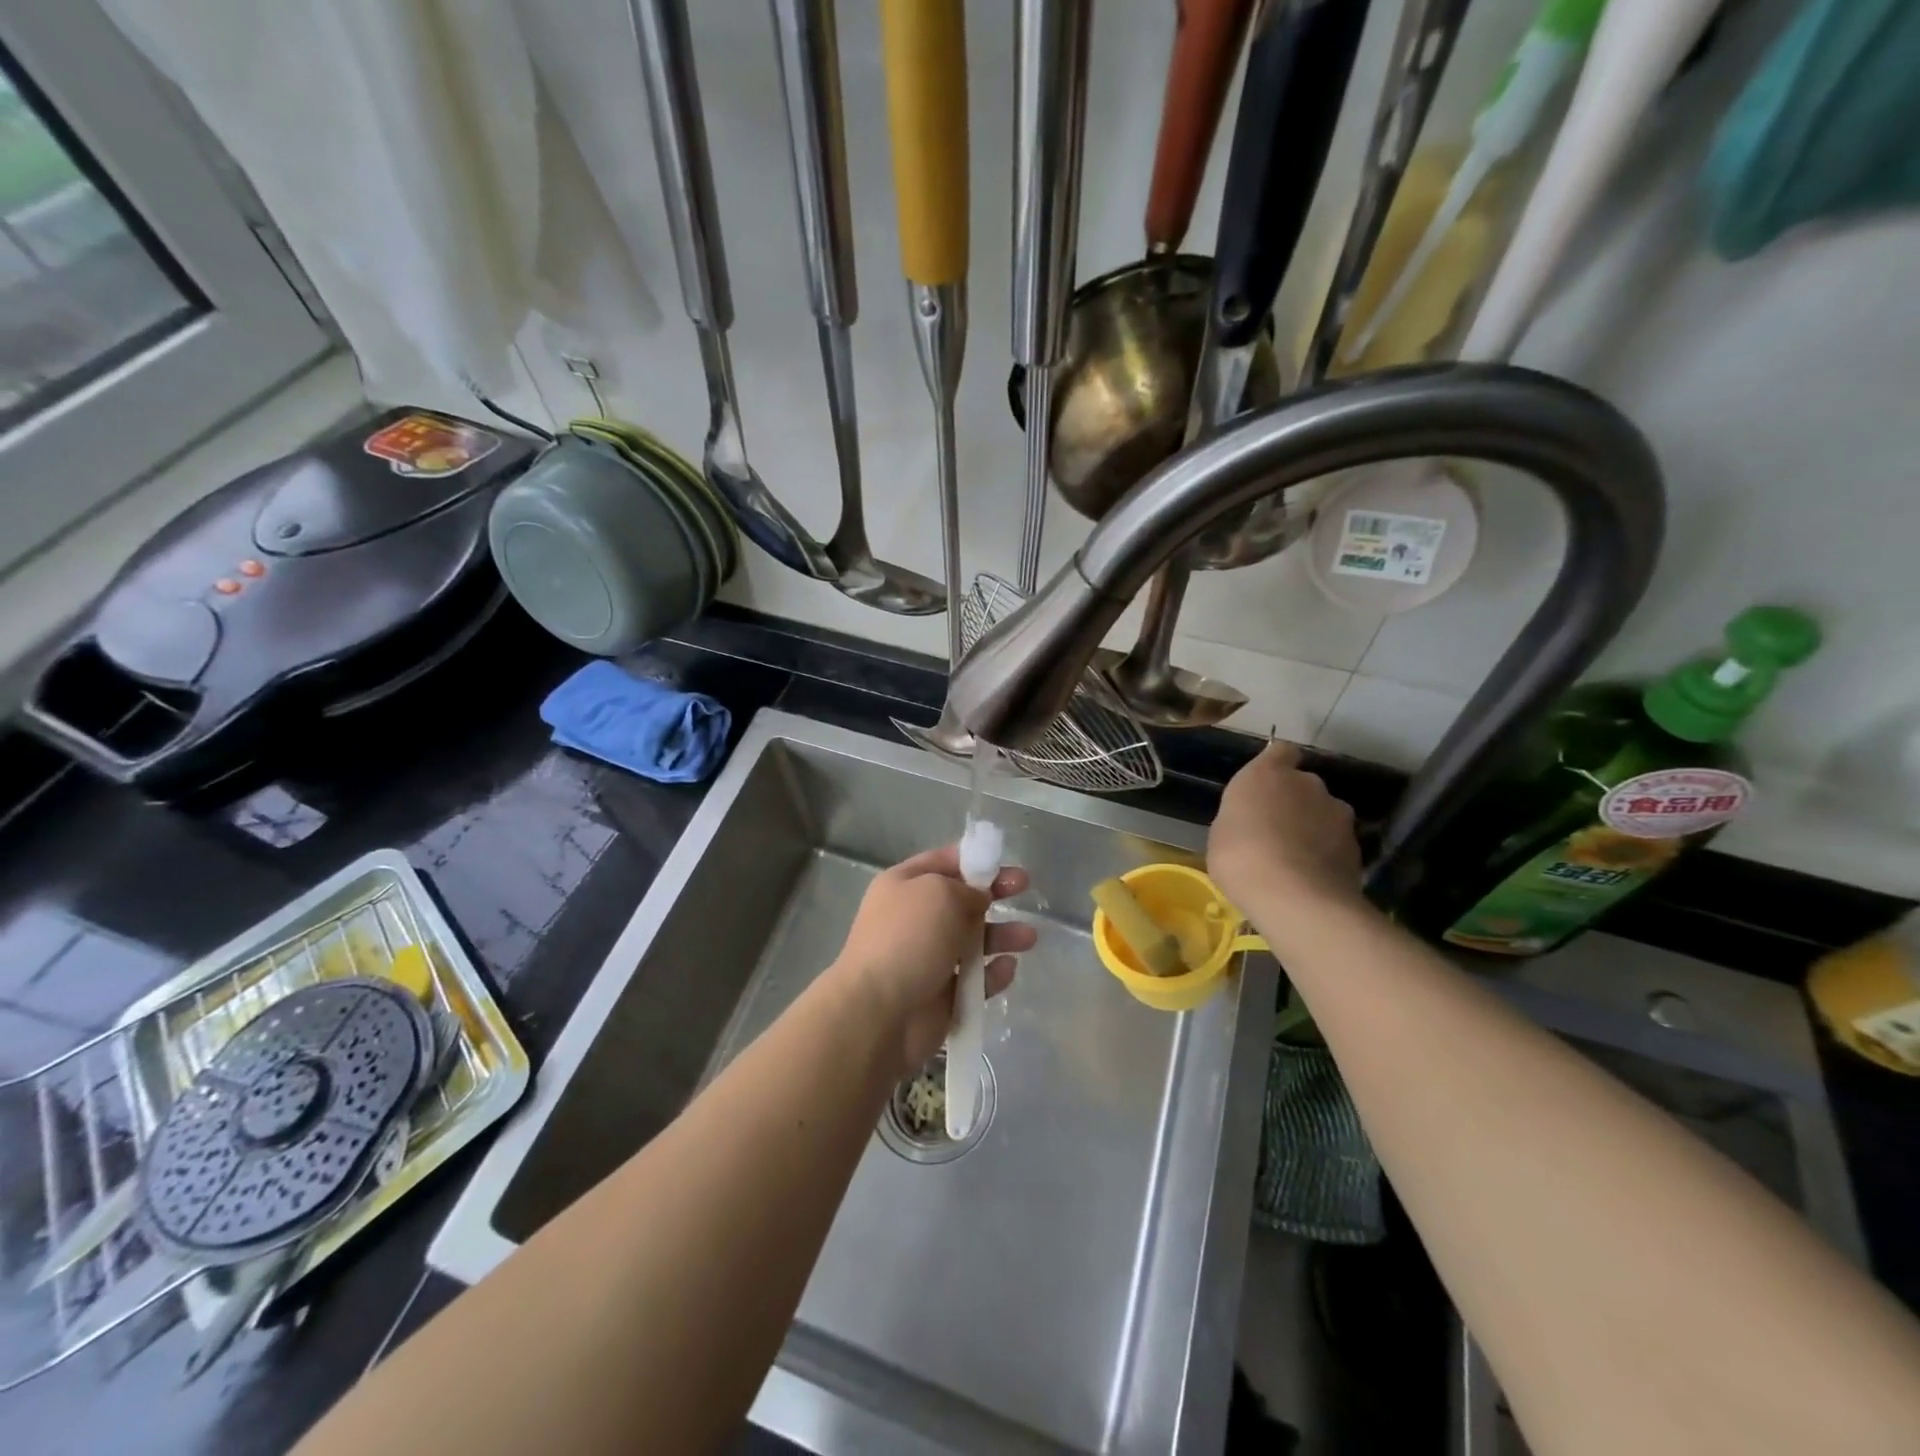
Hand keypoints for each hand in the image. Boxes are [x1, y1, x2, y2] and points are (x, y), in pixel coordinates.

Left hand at [829, 846, 1038, 1073]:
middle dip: (994, 894)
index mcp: (903, 885)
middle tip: (1024, 889)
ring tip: (1029, 938)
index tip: (1005, 863)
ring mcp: (927, 958)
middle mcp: (914, 918)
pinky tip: (1008, 968)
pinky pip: (974, 980)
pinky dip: (993, 974)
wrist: (879, 1012)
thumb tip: (979, 901)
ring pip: (973, 941)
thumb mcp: (940, 893)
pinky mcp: (941, 995)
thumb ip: (967, 890)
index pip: (943, 862)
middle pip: (962, 900)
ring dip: (1002, 935)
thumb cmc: (908, 939)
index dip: (975, 859)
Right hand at [1208, 741, 1362, 918]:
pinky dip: (1326, 854)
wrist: (1295, 897)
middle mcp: (1307, 783)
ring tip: (1296, 859)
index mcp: (1267, 773)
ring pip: (1324, 813)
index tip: (1266, 785)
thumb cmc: (1240, 857)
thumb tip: (1252, 824)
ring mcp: (1337, 813)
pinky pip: (1336, 843)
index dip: (1276, 765)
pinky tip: (1310, 878)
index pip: (1281, 751)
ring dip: (1313, 828)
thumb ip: (1242, 818)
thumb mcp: (1221, 834)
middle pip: (1303, 784)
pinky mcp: (1356, 845)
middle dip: (1294, 802)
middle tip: (1275, 831)